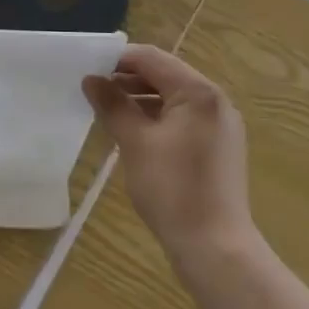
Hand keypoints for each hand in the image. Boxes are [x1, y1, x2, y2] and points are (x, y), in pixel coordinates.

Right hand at [82, 45, 253, 259]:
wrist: (216, 249)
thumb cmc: (173, 189)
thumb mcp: (135, 142)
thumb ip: (112, 105)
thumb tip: (91, 79)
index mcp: (198, 92)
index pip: (152, 58)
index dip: (118, 59)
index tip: (88, 68)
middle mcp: (215, 101)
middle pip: (165, 75)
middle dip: (128, 80)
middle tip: (94, 91)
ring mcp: (220, 125)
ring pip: (173, 99)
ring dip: (141, 100)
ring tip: (108, 112)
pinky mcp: (219, 148)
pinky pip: (183, 120)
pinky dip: (157, 119)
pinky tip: (134, 135)